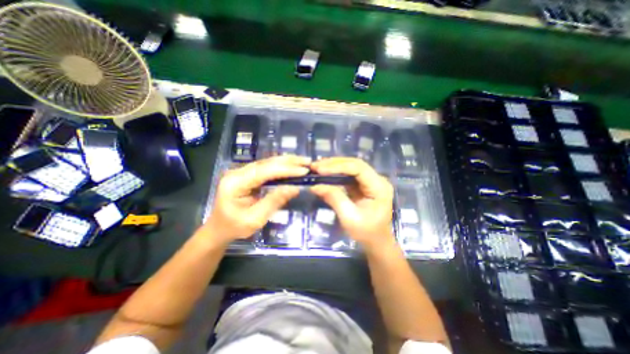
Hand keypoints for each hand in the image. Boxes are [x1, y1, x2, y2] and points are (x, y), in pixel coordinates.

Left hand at [202, 156, 308, 243]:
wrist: (218, 229)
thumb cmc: (234, 228)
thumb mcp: (255, 219)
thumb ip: (274, 201)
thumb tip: (294, 188)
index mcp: (235, 183)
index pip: (264, 171)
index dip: (286, 169)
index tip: (304, 171)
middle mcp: (237, 172)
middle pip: (266, 162)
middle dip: (288, 161)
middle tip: (307, 161)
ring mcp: (241, 172)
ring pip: (267, 162)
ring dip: (286, 162)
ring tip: (302, 162)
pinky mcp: (247, 175)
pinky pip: (266, 168)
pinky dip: (280, 166)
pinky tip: (291, 165)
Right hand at [309, 156, 392, 249]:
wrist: (376, 241)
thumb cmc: (366, 232)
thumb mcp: (349, 217)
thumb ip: (334, 198)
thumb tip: (315, 186)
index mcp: (379, 187)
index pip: (359, 168)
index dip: (338, 166)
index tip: (320, 170)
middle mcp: (377, 180)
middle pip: (355, 164)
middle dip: (334, 164)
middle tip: (315, 166)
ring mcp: (370, 181)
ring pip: (351, 167)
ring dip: (334, 166)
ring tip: (318, 168)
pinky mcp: (363, 185)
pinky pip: (349, 175)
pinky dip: (336, 173)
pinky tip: (325, 173)